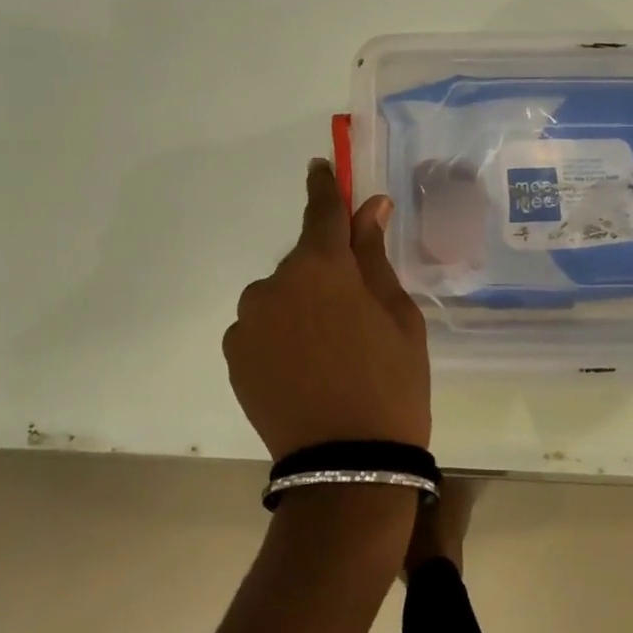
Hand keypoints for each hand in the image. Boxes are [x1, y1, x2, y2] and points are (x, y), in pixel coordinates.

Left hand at [225, 160, 430, 459]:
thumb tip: (370, 207)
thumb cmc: (389, 383)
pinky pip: (261, 326)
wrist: (347, 466)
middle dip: (325, 271)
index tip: (320, 165)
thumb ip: (374, 255)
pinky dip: (280, 333)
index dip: (325, 186)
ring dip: (300, 305)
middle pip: (303, 261)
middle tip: (354, 310)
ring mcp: (247, 320)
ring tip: (329, 350)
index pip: (322, 211)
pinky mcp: (233, 354)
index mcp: (321, 266)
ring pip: (280, 295)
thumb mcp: (398, 315)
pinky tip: (303, 367)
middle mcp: (274, 283)